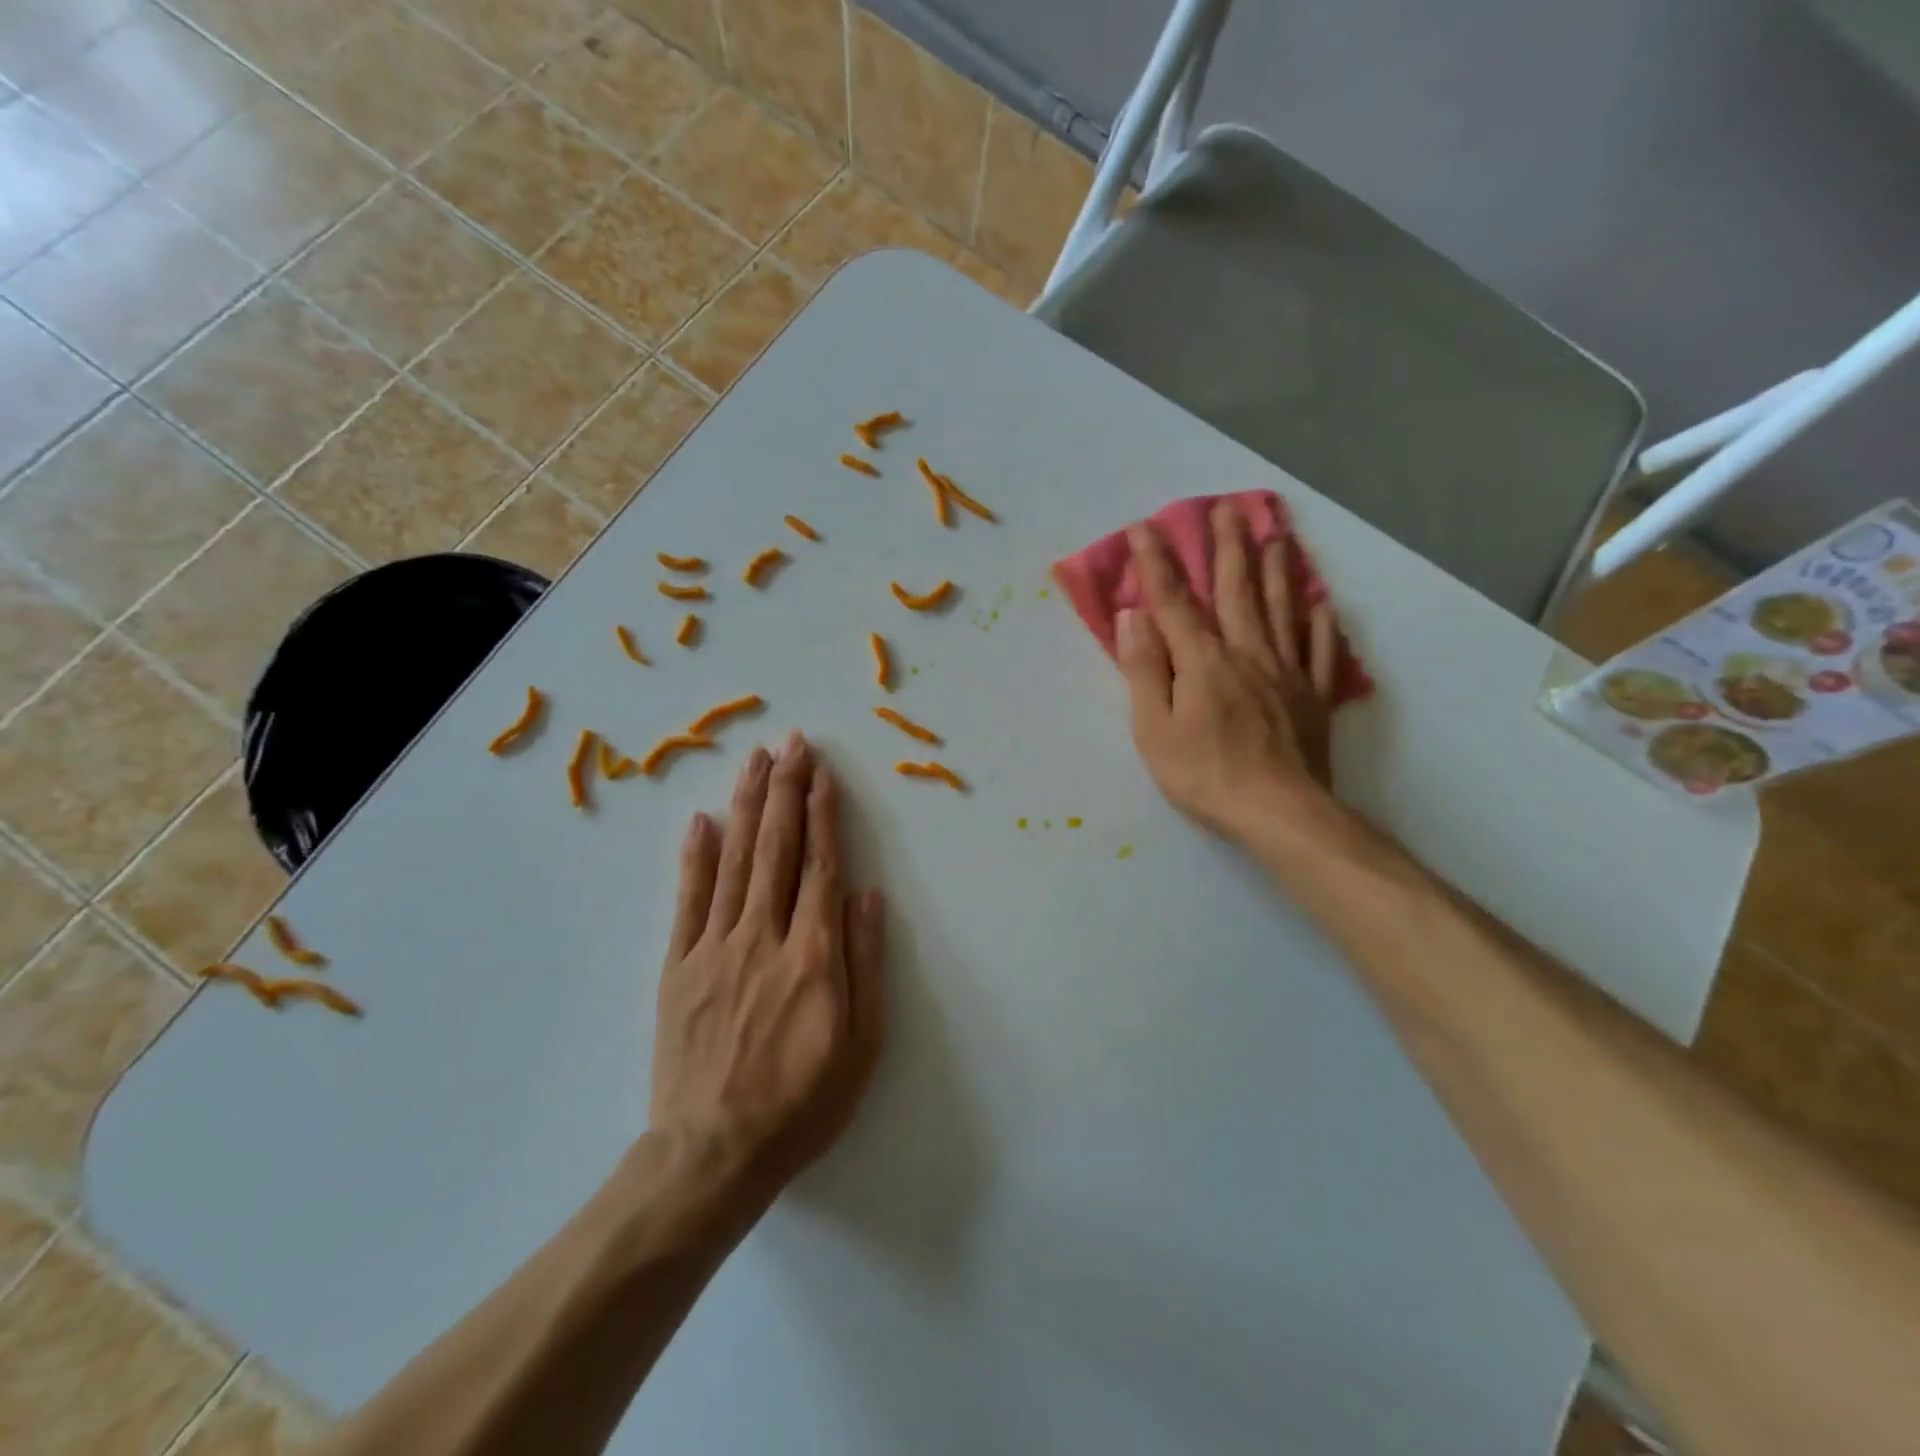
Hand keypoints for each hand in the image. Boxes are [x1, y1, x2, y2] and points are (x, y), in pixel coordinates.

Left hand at [651, 734, 885, 1197]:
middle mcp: (763, 937)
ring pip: (734, 861)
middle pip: (777, 849)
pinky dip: (694, 857)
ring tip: (753, 760)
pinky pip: (688, 901)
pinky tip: (701, 820)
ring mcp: (714, 948)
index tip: (823, 773)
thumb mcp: (861, 1045)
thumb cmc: (801, 1103)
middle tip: (790, 743)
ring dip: (746, 806)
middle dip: (786, 790)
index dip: (824, 815)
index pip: (821, 867)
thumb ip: (866, 964)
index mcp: (813, 955)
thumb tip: (868, 897)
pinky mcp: (678, 967)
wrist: (713, 1154)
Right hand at [1118, 500, 1341, 841]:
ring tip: (1276, 533)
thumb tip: (1134, 616)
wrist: (1279, 811)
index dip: (1158, 564)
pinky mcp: (1314, 696)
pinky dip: (1322, 622)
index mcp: (1203, 661)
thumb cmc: (1204, 774)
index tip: (1146, 527)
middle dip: (1229, 547)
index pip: (1175, 602)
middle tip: (1229, 508)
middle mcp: (1248, 653)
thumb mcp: (1155, 729)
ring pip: (1282, 608)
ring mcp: (1287, 672)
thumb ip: (1145, 670)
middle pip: (1238, 590)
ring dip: (1277, 568)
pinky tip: (1322, 602)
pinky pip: (1322, 649)